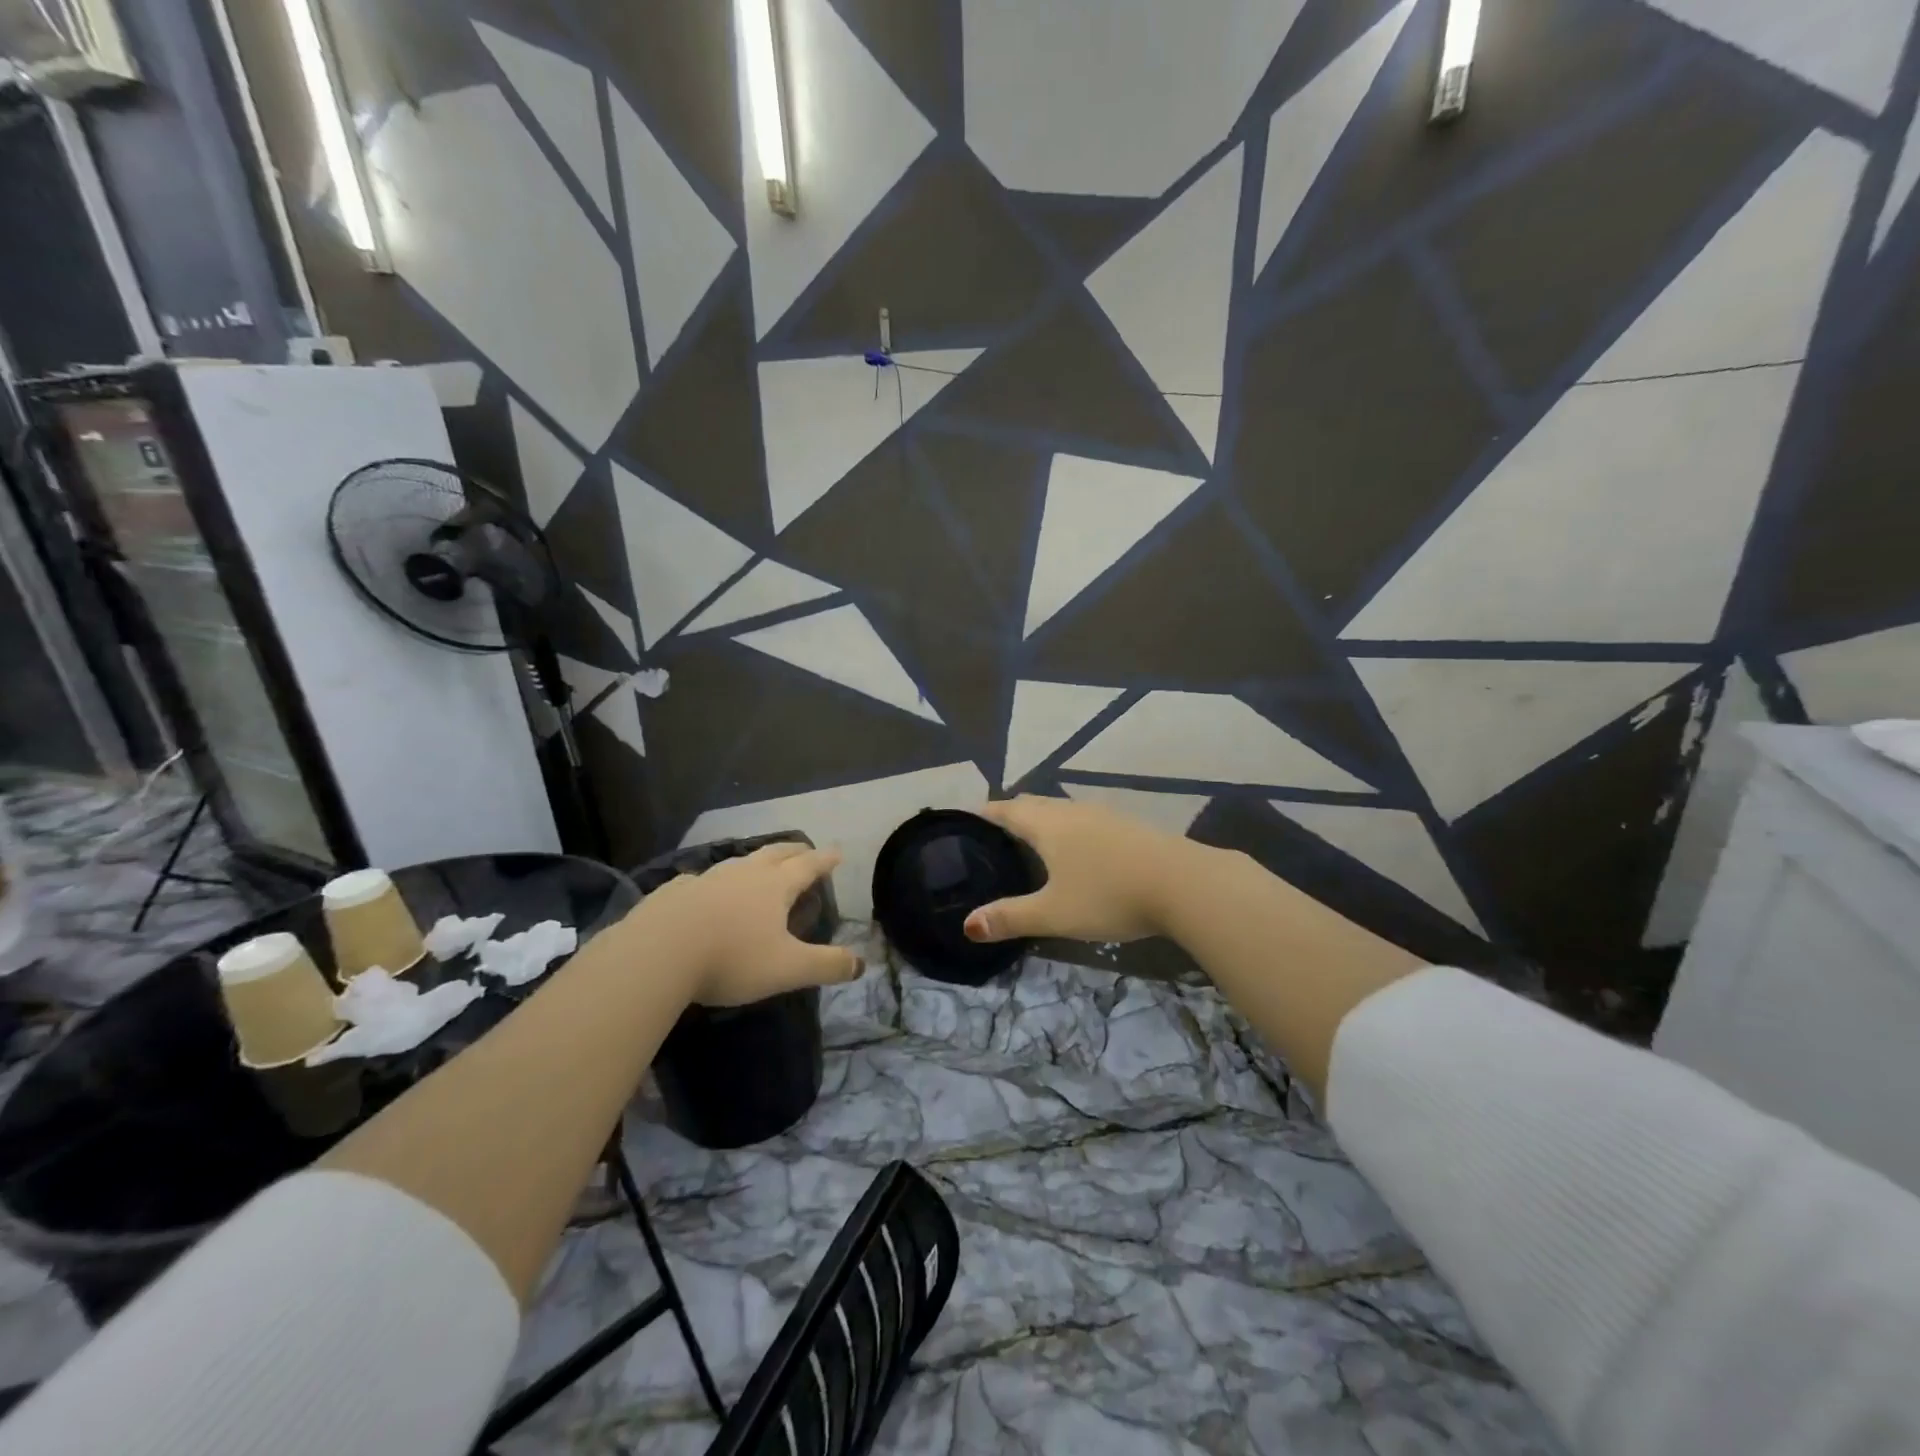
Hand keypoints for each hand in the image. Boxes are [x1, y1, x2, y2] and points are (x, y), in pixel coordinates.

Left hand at [622, 843, 861, 1005]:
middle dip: (794, 851)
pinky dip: (712, 882)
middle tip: (805, 850)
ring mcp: (706, 879)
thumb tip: (861, 964)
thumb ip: (827, 966)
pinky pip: (700, 880)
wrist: (658, 953)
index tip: (837, 852)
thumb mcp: (788, 969)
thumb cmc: (731, 958)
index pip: (808, 866)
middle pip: (775, 854)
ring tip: (760, 866)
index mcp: (775, 886)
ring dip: (755, 861)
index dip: (825, 860)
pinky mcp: (674, 892)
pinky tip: (703, 889)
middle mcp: (743, 874)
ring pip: (738, 862)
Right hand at [963, 796, 1197, 945]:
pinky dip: (1069, 828)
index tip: (966, 816)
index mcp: (1047, 825)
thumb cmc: (1109, 895)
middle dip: (1012, 813)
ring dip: (1042, 819)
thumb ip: (1010, 918)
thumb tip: (967, 925)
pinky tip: (1078, 849)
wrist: (1184, 883)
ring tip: (1031, 839)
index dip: (985, 812)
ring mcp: (1104, 815)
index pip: (1006, 809)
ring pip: (1062, 809)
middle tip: (993, 831)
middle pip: (1034, 803)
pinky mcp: (1129, 826)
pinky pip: (1086, 819)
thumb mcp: (1054, 914)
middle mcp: (1072, 811)